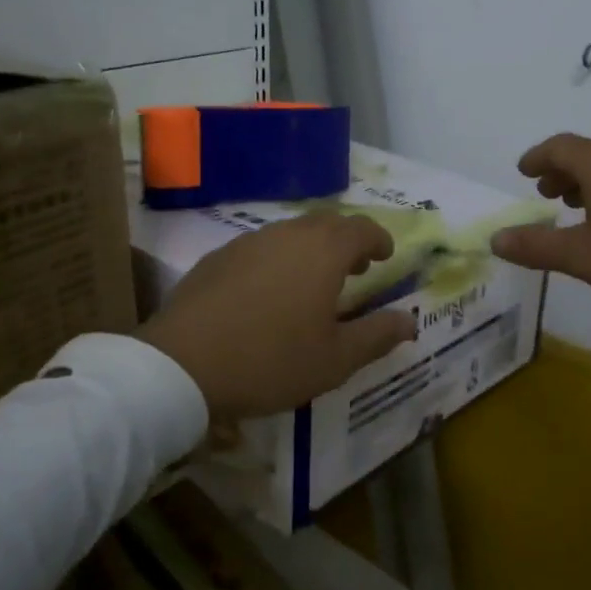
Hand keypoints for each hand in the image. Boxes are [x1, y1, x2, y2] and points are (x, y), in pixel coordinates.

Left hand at [138, 211, 416, 437]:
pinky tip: (270, 292)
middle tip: (357, 267)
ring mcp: (248, 242)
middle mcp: (288, 234)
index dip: (378, 239)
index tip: (385, 256)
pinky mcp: (217, 258)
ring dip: (311, 248)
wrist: (180, 366)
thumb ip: (377, 335)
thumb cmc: (271, 361)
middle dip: (347, 240)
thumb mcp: (335, 360)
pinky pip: (261, 247)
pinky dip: (278, 259)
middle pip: (326, 223)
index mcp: (323, 251)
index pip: (361, 228)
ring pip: (291, 232)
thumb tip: (410, 321)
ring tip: (314, 281)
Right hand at [489, 134, 590, 326]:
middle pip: (587, 152)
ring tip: (580, 206)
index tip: (523, 172)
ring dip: (589, 179)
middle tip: (547, 194)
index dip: (537, 158)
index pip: (559, 147)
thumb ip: (537, 246)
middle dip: (561, 169)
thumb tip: (496, 238)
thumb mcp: (585, 257)